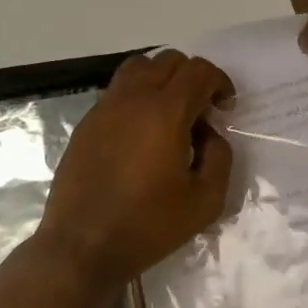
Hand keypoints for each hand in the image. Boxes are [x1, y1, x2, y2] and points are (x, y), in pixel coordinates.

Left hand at [36, 50, 235, 288]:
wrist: (82, 246)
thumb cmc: (148, 226)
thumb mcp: (205, 201)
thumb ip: (219, 158)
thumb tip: (209, 134)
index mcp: (165, 112)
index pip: (198, 71)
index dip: (219, 82)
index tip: (225, 108)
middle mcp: (133, 99)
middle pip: (168, 61)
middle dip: (192, 78)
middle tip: (201, 111)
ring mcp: (104, 108)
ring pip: (138, 68)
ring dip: (161, 80)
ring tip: (170, 113)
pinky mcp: (86, 123)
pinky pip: (117, 91)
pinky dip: (137, 96)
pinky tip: (141, 133)